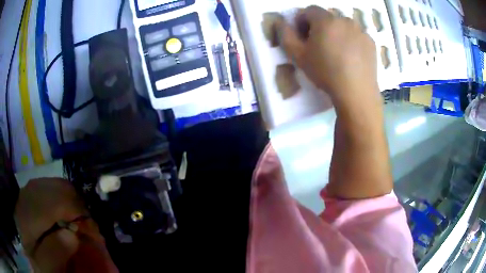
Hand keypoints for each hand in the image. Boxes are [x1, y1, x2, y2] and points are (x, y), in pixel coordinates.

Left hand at [15, 178, 111, 270]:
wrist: (21, 242)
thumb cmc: (32, 258)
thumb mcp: (43, 267)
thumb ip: (54, 253)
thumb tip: (73, 235)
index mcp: (29, 215)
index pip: (59, 202)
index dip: (80, 214)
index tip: (92, 232)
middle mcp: (29, 194)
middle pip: (61, 188)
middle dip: (79, 206)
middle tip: (85, 228)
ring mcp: (29, 188)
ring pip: (58, 184)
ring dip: (72, 201)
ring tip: (76, 221)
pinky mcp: (31, 189)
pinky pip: (52, 185)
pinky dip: (63, 197)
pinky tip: (63, 213)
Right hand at [277, 6, 378, 106]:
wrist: (356, 92)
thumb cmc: (325, 72)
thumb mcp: (298, 56)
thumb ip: (286, 35)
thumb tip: (281, 22)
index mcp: (325, 20)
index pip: (309, 10)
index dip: (302, 20)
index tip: (303, 35)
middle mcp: (344, 19)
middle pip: (327, 17)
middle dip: (320, 26)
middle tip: (319, 45)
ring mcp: (360, 30)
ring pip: (343, 25)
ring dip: (336, 33)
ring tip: (336, 52)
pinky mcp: (370, 41)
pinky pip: (356, 35)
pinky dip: (351, 40)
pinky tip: (350, 57)